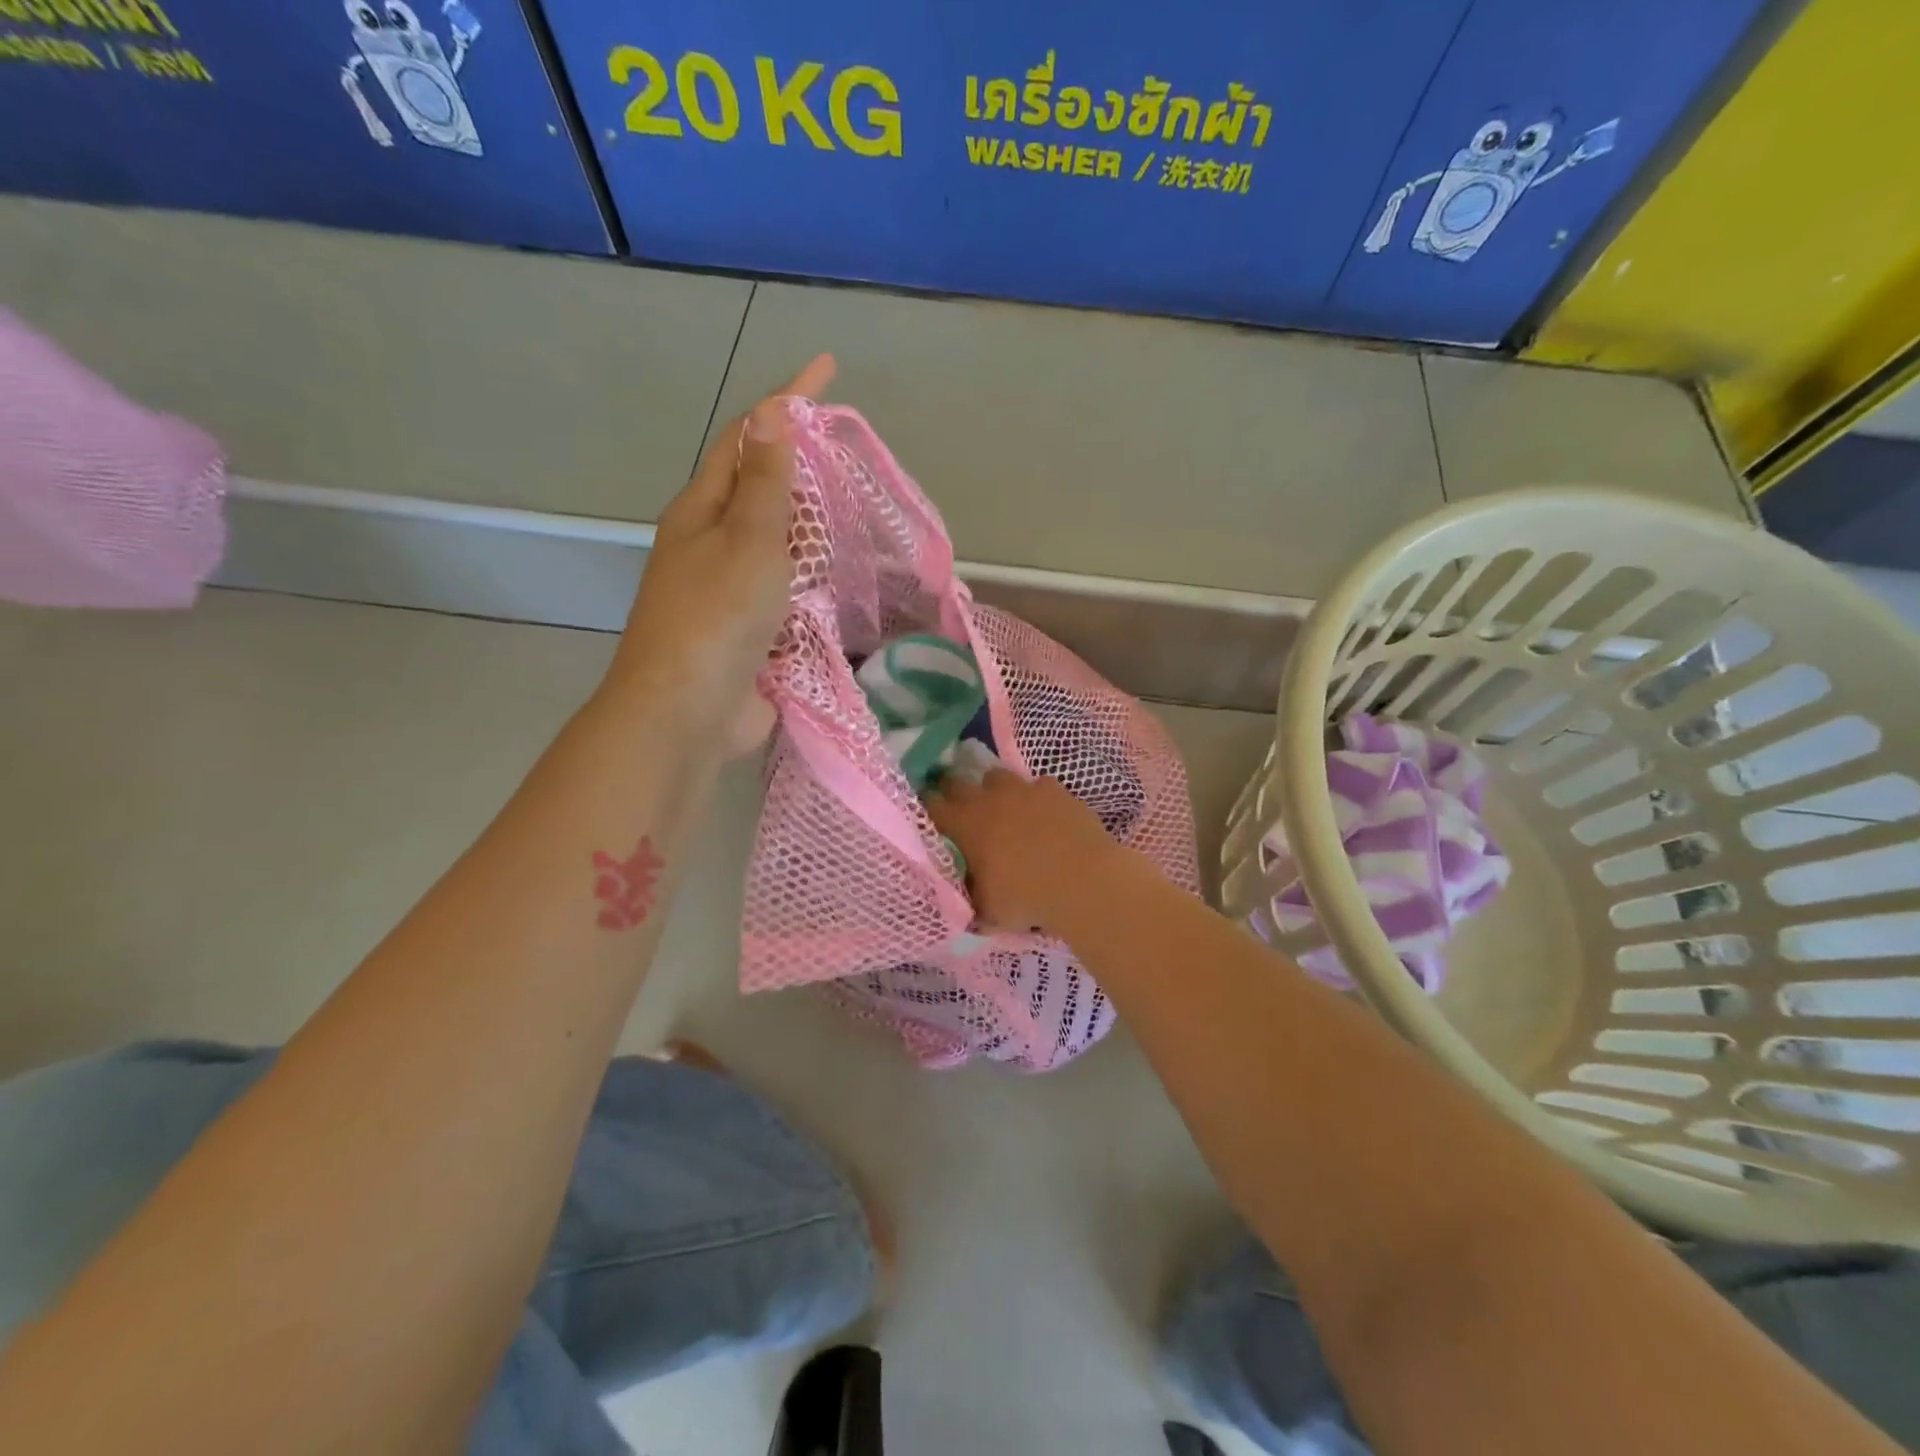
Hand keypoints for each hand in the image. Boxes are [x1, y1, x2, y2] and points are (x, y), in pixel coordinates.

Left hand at [606, 355, 835, 753]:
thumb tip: (770, 411)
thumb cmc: (717, 616)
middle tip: (846, 447)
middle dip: (798, 461)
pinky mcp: (750, 634)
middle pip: (758, 488)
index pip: (747, 436)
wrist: (688, 712)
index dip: (786, 399)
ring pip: (775, 544)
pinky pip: (788, 593)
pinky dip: (813, 580)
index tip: (828, 369)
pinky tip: (842, 579)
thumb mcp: (748, 540)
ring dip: (808, 523)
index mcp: (703, 511)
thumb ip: (766, 482)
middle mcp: (711, 545)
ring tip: (853, 506)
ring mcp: (729, 592)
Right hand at [926, 770, 1129, 932]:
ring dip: (995, 791)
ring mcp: (1022, 789)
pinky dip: (1037, 798)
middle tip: (961, 810)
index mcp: (964, 825)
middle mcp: (987, 799)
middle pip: (958, 781)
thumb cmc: (1026, 898)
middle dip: (955, 792)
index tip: (929, 815)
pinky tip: (1046, 815)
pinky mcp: (1053, 789)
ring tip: (1005, 810)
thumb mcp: (986, 911)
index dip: (927, 807)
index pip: (931, 805)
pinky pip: (1037, 785)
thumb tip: (961, 896)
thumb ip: (968, 897)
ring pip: (997, 777)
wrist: (1083, 881)